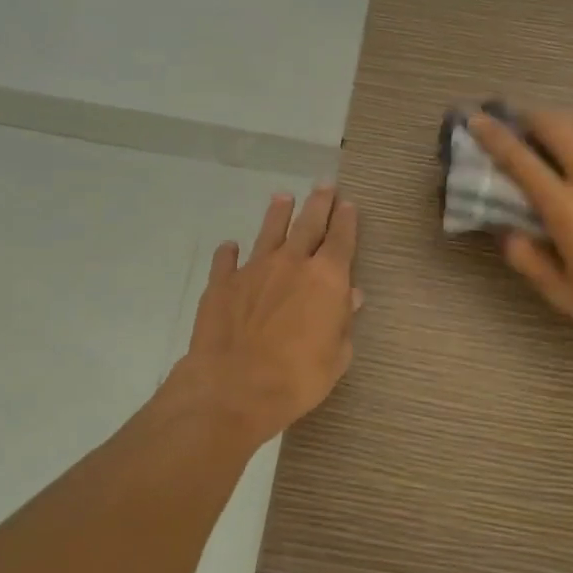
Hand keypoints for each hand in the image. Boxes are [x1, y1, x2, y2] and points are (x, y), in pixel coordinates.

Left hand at [173, 186, 361, 444]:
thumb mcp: (337, 356)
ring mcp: (254, 269)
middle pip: (308, 224)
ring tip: (282, 197)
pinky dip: (230, 252)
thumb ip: (344, 322)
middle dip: (319, 203)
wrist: (234, 388)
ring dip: (277, 213)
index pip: (341, 239)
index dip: (347, 220)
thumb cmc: (297, 378)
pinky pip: (227, 260)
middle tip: (324, 185)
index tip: (349, 204)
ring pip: (269, 231)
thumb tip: (351, 296)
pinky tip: (230, 247)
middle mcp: (292, 263)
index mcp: (327, 279)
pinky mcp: (222, 283)